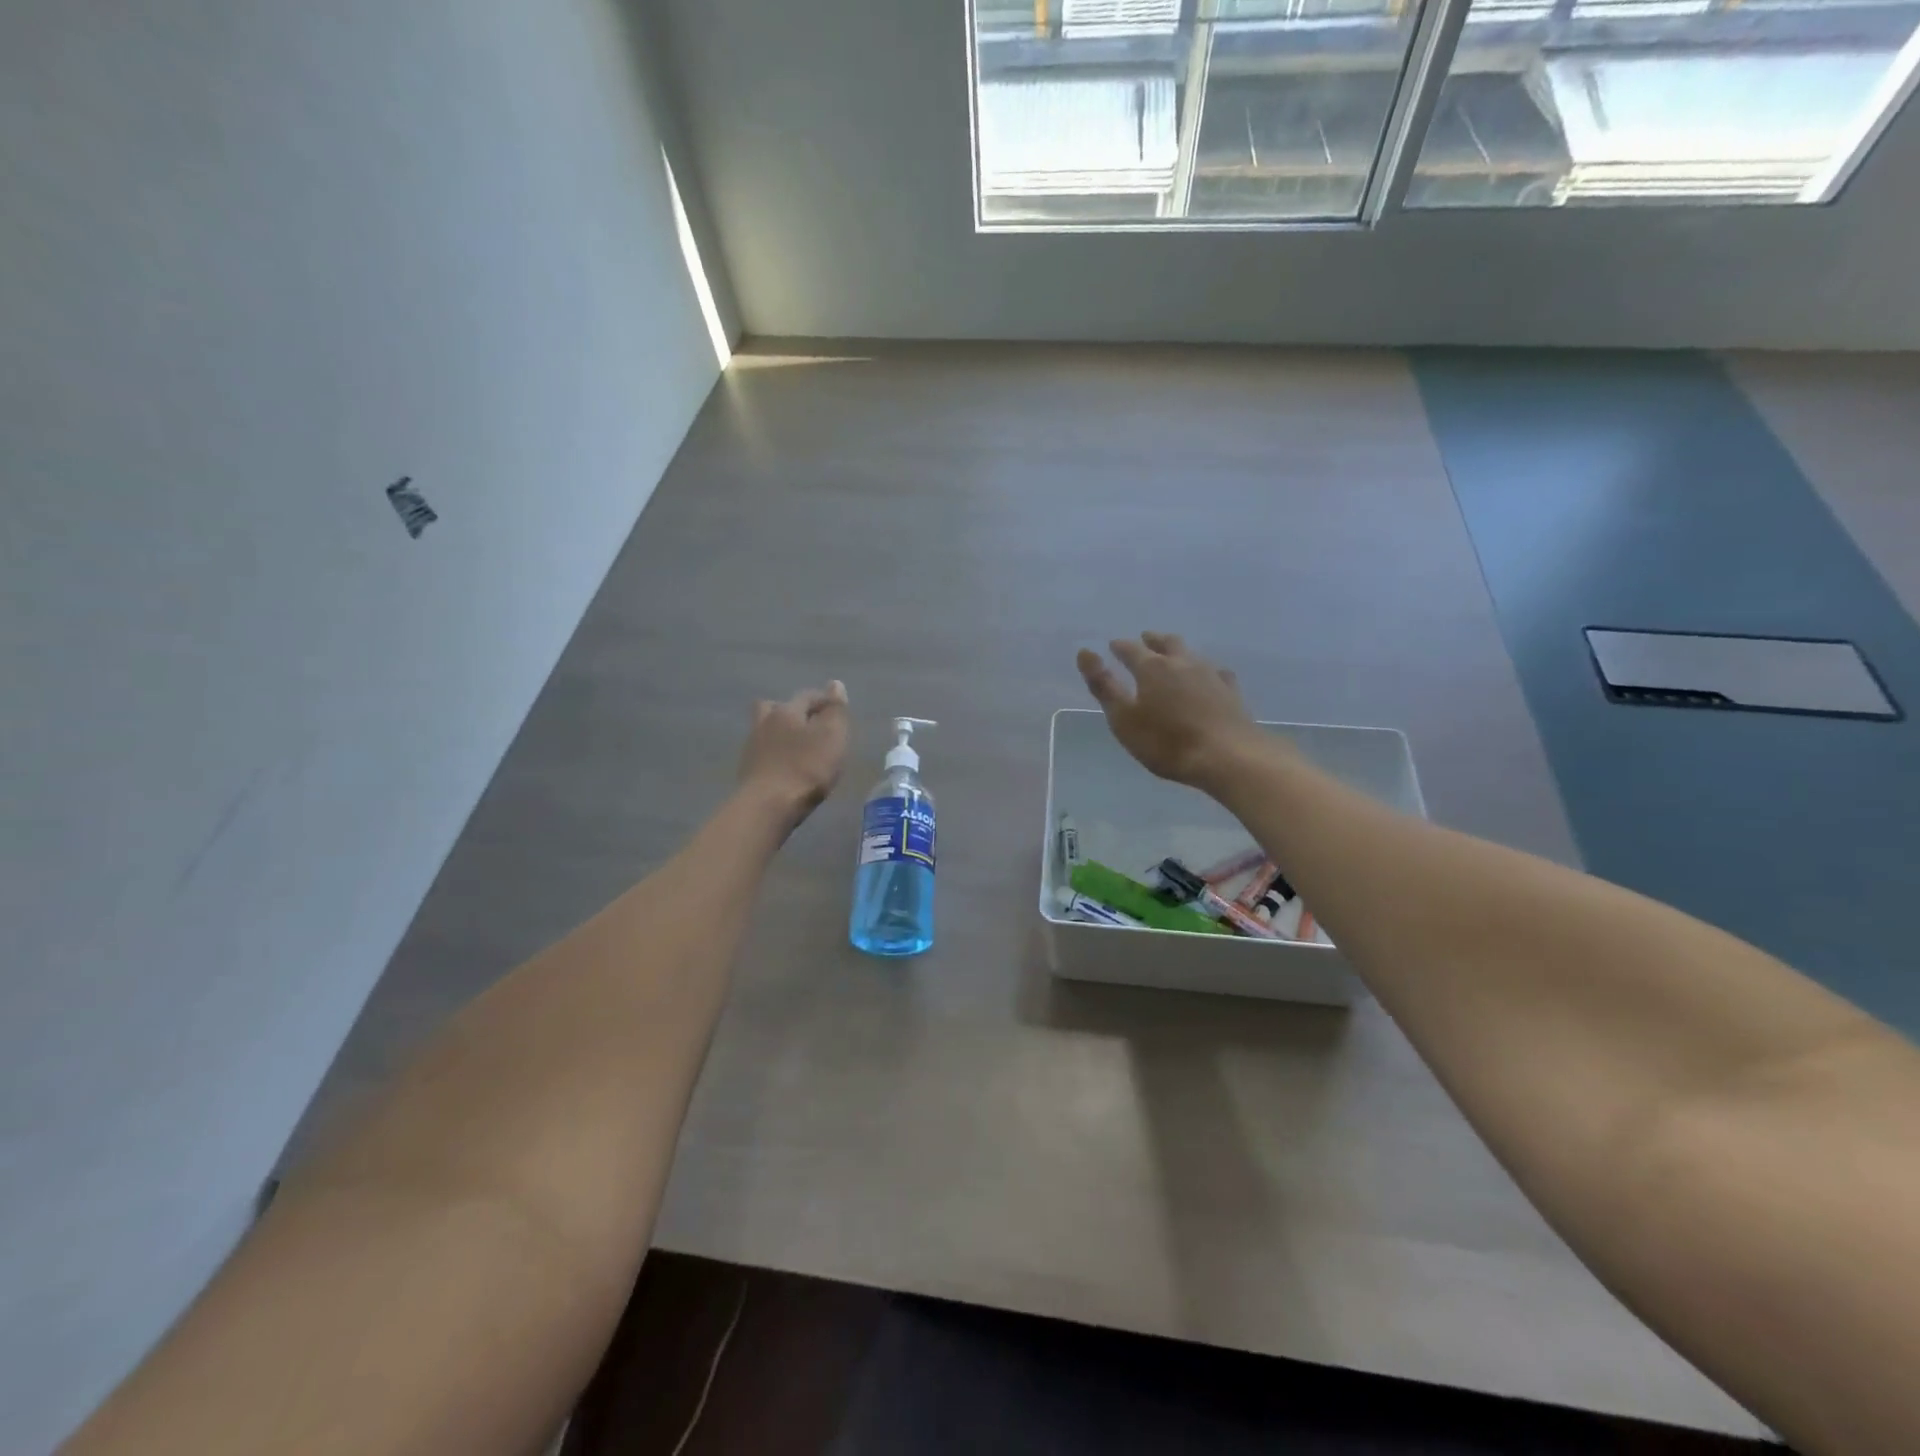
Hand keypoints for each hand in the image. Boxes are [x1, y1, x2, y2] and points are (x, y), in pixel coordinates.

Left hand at [737, 681, 850, 822]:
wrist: (768, 805)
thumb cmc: (807, 767)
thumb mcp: (832, 735)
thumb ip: (835, 710)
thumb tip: (835, 684)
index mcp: (787, 710)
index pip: (807, 696)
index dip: (824, 701)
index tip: (838, 712)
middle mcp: (765, 722)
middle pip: (777, 707)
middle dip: (793, 711)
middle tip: (810, 725)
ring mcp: (752, 747)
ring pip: (767, 729)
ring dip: (781, 733)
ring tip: (798, 747)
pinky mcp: (748, 770)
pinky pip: (763, 752)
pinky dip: (775, 754)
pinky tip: (785, 766)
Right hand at [1077, 634, 1268, 790]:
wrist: (1228, 756)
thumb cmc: (1167, 742)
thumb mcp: (1124, 718)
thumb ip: (1103, 686)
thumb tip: (1085, 652)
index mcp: (1152, 668)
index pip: (1131, 649)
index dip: (1120, 647)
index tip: (1112, 645)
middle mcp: (1182, 663)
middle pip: (1166, 643)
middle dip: (1152, 640)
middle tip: (1145, 639)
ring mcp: (1210, 675)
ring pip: (1191, 654)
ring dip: (1178, 652)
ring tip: (1173, 655)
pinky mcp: (1231, 691)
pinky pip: (1216, 672)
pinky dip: (1206, 671)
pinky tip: (1210, 676)